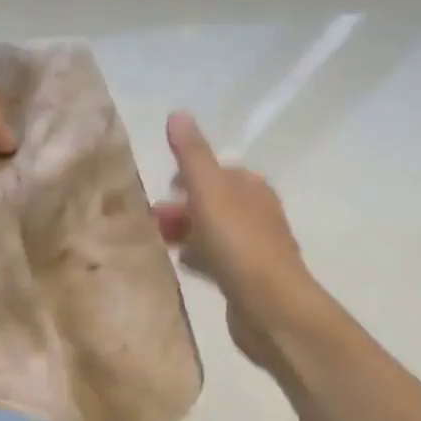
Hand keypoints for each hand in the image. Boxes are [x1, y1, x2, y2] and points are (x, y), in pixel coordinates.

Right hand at [154, 112, 314, 368]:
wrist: (271, 308)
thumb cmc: (238, 243)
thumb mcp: (208, 191)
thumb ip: (192, 154)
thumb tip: (177, 113)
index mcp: (251, 188)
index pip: (217, 171)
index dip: (188, 175)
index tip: (161, 187)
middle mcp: (257, 213)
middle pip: (212, 202)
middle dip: (181, 206)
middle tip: (149, 218)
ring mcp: (254, 248)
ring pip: (212, 231)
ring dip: (186, 232)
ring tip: (155, 241)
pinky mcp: (247, 279)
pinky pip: (215, 259)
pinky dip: (196, 257)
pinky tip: (179, 266)